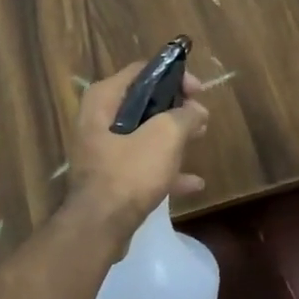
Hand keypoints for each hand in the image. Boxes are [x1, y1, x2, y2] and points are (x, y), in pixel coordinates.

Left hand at [64, 60, 209, 230]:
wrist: (99, 226)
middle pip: (143, 102)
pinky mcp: (109, 178)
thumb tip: (197, 111)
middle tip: (200, 116)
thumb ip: (185, 116)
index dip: (174, 76)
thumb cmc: (130, 171)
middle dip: (175, 108)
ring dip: (173, 136)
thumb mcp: (165, 136)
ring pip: (144, 134)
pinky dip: (165, 169)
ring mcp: (102, 150)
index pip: (142, 71)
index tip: (198, 90)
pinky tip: (193, 183)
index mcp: (104, 99)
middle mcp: (97, 119)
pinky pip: (141, 164)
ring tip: (201, 138)